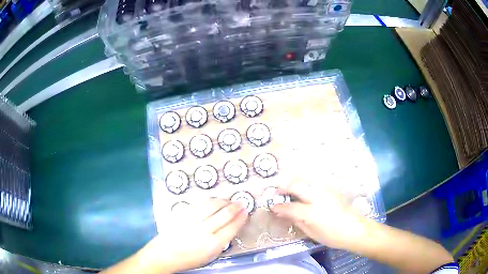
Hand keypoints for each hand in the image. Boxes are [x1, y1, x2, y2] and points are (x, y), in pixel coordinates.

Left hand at [137, 199, 247, 272]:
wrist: (165, 254)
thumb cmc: (190, 259)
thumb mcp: (210, 256)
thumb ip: (222, 242)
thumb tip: (232, 227)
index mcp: (214, 244)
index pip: (232, 227)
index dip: (241, 218)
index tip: (246, 212)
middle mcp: (205, 230)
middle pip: (225, 214)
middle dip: (235, 207)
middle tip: (241, 203)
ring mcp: (193, 220)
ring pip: (213, 205)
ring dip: (224, 201)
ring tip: (229, 200)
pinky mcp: (183, 213)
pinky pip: (200, 203)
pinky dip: (210, 200)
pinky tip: (214, 200)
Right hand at [271, 181, 364, 249]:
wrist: (353, 229)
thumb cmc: (331, 236)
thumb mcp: (311, 233)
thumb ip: (296, 221)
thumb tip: (284, 213)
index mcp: (311, 212)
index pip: (289, 206)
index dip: (279, 207)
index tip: (272, 207)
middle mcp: (317, 197)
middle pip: (296, 186)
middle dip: (284, 188)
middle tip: (278, 193)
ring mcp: (325, 191)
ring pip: (306, 179)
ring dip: (294, 183)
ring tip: (290, 190)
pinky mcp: (331, 189)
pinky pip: (314, 182)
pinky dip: (306, 184)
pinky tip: (305, 191)